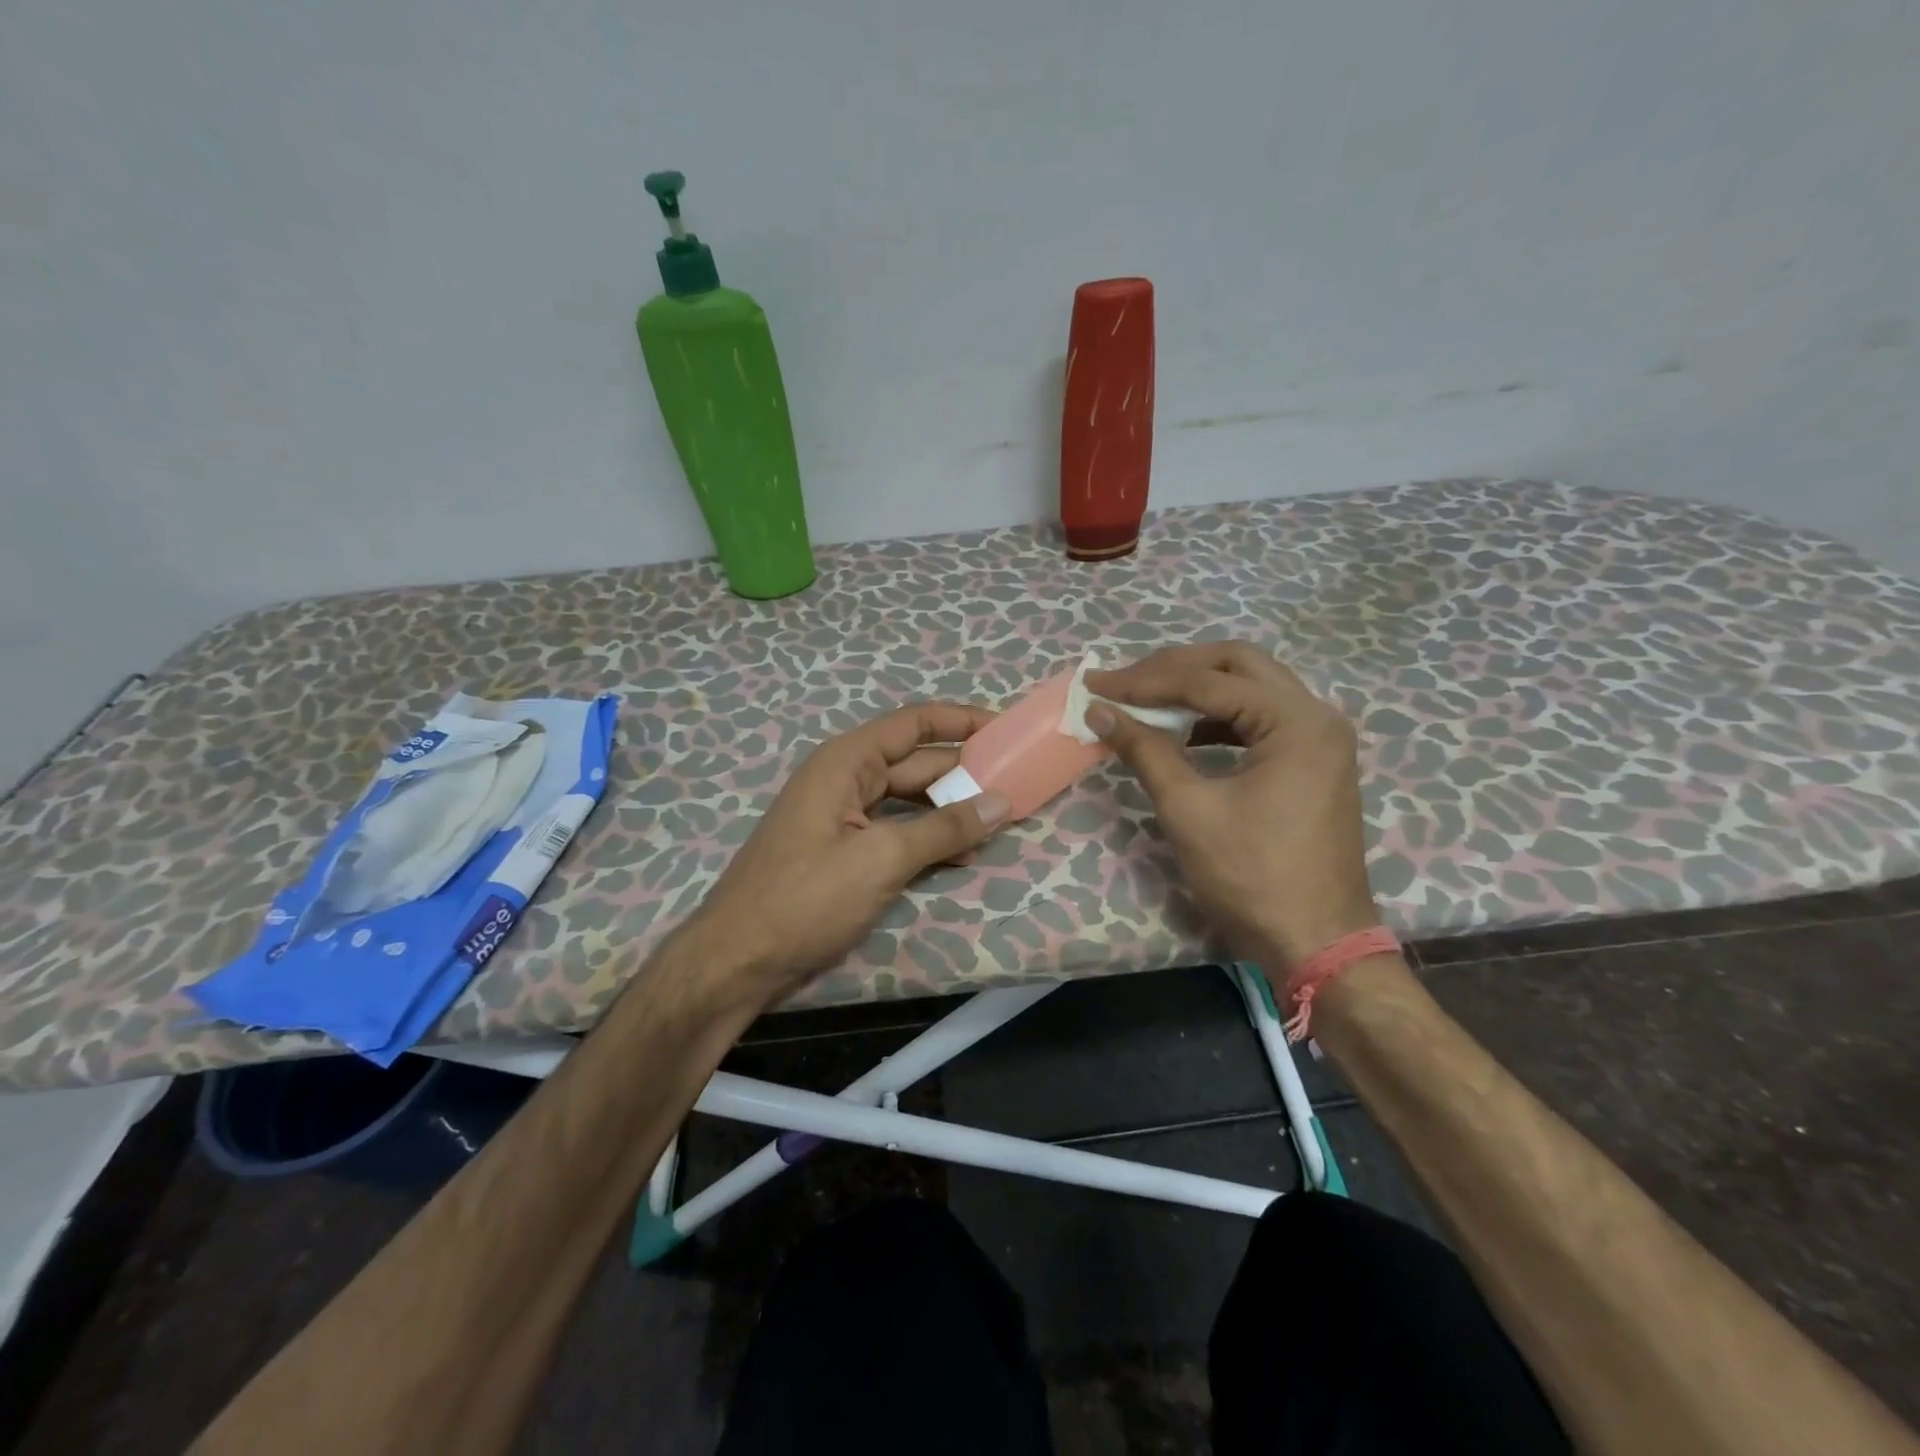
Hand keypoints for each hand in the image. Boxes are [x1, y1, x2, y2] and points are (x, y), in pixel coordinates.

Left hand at [681, 704, 1011, 1004]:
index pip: (914, 724)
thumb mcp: (881, 859)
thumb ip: (945, 828)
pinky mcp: (841, 851)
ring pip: (907, 802)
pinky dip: (926, 839)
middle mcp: (844, 780)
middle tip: (1016, 785)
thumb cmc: (805, 899)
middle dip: (963, 773)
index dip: (962, 721)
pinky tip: (960, 855)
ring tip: (998, 823)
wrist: (736, 961)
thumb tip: (1002, 802)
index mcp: (846, 763)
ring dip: (949, 811)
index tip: (1006, 729)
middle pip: (915, 764)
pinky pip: (894, 832)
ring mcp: (841, 818)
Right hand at [1085, 642, 1379, 968]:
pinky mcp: (1314, 761)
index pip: (1208, 682)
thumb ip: (1144, 750)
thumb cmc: (1252, 876)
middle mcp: (1317, 715)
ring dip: (1198, 686)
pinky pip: (1261, 717)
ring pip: (1252, 686)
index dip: (1144, 681)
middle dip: (1174, 668)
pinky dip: (1219, 716)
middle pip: (1237, 664)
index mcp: (1296, 721)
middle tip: (1124, 682)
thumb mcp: (1188, 809)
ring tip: (1147, 699)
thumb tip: (1099, 711)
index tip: (1096, 685)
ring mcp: (1321, 738)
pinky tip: (1185, 733)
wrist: (1316, 942)